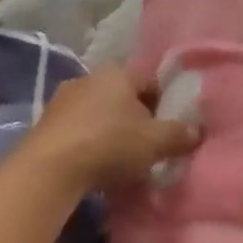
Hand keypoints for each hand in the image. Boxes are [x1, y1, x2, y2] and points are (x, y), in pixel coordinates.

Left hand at [25, 64, 199, 192]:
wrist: (49, 169)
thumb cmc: (109, 145)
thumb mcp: (155, 142)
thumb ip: (180, 134)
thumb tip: (197, 130)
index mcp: (117, 73)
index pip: (151, 81)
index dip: (165, 103)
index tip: (171, 127)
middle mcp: (88, 78)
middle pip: (123, 96)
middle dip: (137, 118)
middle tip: (150, 145)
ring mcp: (62, 100)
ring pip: (98, 112)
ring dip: (111, 130)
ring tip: (122, 158)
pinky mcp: (45, 124)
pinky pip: (78, 129)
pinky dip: (90, 142)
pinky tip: (95, 163)